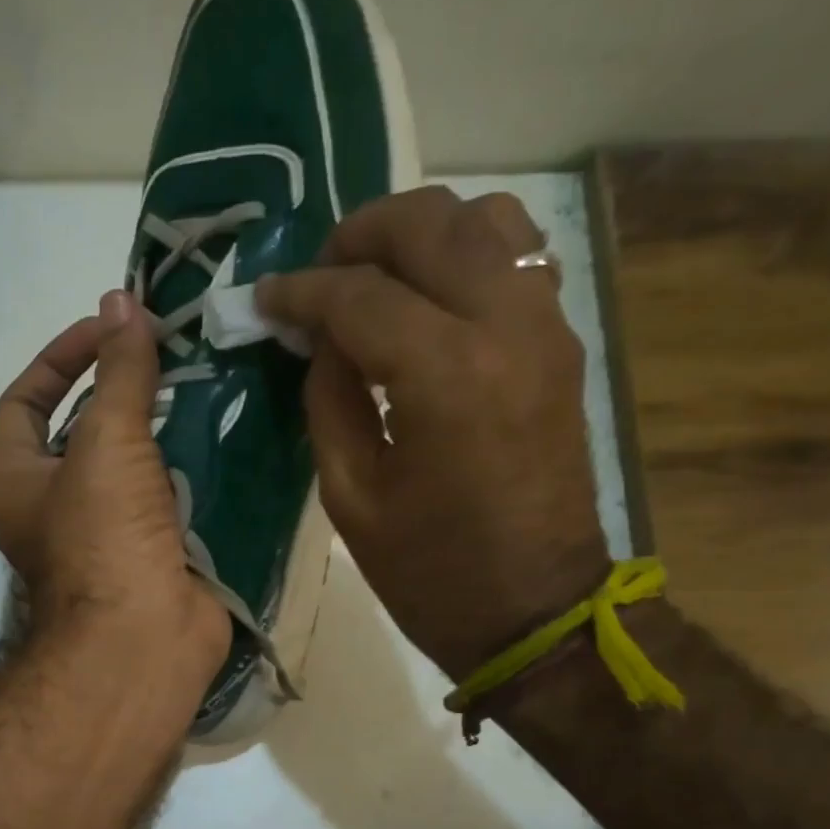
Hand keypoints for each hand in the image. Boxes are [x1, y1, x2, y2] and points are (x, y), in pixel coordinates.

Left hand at [0, 290, 231, 678]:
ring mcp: (100, 532)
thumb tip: (121, 301)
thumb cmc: (103, 535)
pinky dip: (183, 467)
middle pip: (78, 429)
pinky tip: (215, 433)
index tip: (113, 328)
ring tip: (195, 381)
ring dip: (156, 427)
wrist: (144, 636)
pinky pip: (161, 495)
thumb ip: (119, 371)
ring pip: (125, 463)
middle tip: (163, 351)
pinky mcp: (145, 552)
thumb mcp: (106, 440)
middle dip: (118, 389)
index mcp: (12, 478)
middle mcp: (48, 505)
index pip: (26, 397)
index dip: (64, 354)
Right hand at [256, 188, 607, 684]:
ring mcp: (546, 327)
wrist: (535, 609)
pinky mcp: (562, 343)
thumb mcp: (352, 496)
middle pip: (430, 224)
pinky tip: (428, 298)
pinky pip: (518, 258)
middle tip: (319, 278)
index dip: (302, 291)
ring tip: (375, 278)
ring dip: (420, 234)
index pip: (359, 294)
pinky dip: (466, 256)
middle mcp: (505, 326)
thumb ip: (329, 401)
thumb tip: (320, 341)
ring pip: (486, 219)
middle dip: (359, 236)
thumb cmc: (431, 570)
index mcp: (444, 375)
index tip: (266, 299)